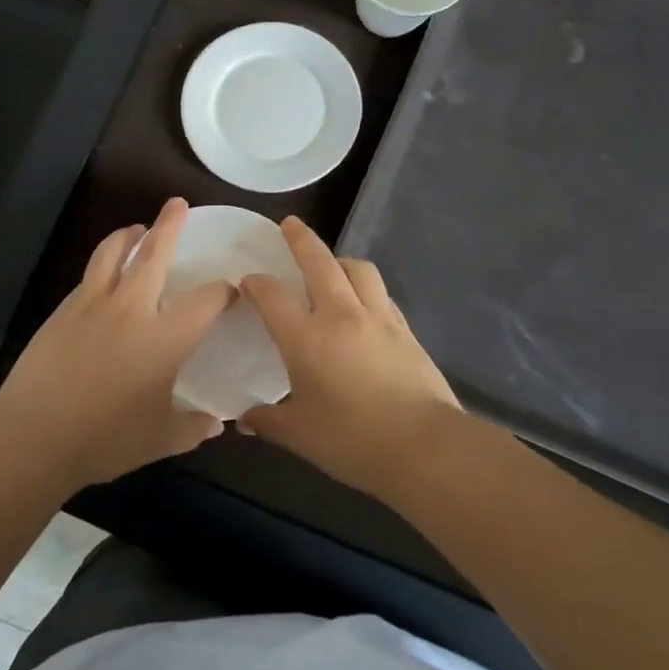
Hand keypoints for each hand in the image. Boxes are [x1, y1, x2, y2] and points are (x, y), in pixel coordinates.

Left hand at [0, 198, 235, 489]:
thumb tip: (217, 423)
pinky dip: (103, 265)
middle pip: (154, 255)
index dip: (224, 292)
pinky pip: (89, 277)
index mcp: (164, 338)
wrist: (33, 436)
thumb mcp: (160, 439)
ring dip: (128, 236)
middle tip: (177, 204)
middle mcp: (131, 309)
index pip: (206, 300)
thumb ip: (193, 427)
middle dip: (169, 226)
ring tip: (136, 229)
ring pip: (112, 254)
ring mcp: (92, 305)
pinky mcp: (62, 312)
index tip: (232, 290)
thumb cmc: (105, 439)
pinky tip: (104, 276)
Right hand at [239, 218, 466, 499]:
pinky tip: (364, 302)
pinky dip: (366, 287)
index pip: (272, 296)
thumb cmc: (352, 440)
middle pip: (318, 262)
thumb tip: (244, 420)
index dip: (255, 283)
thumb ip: (268, 421)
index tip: (247, 281)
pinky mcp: (405, 329)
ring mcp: (377, 318)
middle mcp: (340, 315)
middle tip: (290, 224)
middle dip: (301, 239)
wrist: (424, 445)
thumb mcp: (300, 435)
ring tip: (331, 264)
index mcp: (305, 337)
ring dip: (339, 259)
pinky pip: (380, 293)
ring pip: (358, 269)